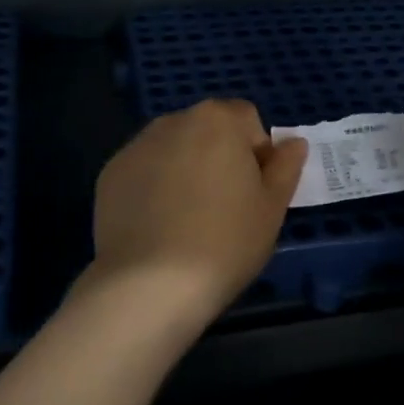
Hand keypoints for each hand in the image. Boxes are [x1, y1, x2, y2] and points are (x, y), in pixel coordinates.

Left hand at [87, 99, 306, 327]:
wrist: (149, 285)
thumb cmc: (225, 242)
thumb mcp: (271, 208)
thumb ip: (285, 167)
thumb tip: (293, 143)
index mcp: (218, 119)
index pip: (247, 119)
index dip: (256, 152)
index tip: (253, 191)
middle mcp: (174, 120)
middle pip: (208, 129)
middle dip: (219, 156)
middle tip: (224, 207)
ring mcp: (137, 145)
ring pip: (174, 149)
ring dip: (185, 168)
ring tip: (187, 220)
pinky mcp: (111, 173)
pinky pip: (144, 171)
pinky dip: (153, 187)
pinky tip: (157, 226)